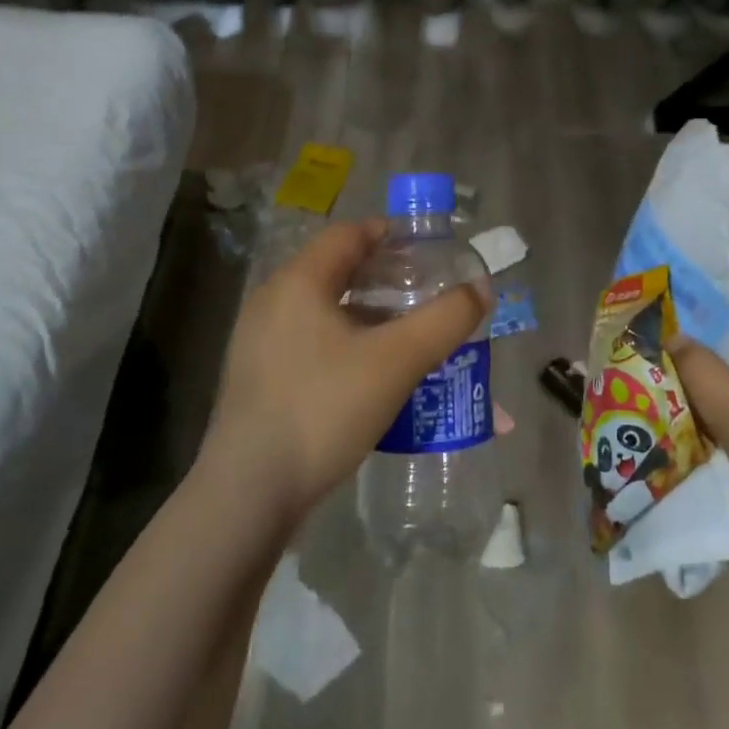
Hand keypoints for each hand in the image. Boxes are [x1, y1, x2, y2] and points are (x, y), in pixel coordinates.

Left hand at [206, 220, 490, 529]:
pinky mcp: (258, 376)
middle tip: (426, 293)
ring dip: (368, 313)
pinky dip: (346, 341)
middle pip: (337, 269)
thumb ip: (445, 320)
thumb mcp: (396, 361)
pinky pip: (311, 339)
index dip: (391, 235)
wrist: (248, 494)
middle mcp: (273, 299)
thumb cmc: (323, 410)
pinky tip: (371, 374)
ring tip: (407, 334)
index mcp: (299, 281)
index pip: (349, 234)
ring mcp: (259, 340)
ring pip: (325, 308)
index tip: (429, 251)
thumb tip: (481, 289)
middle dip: (386, 277)